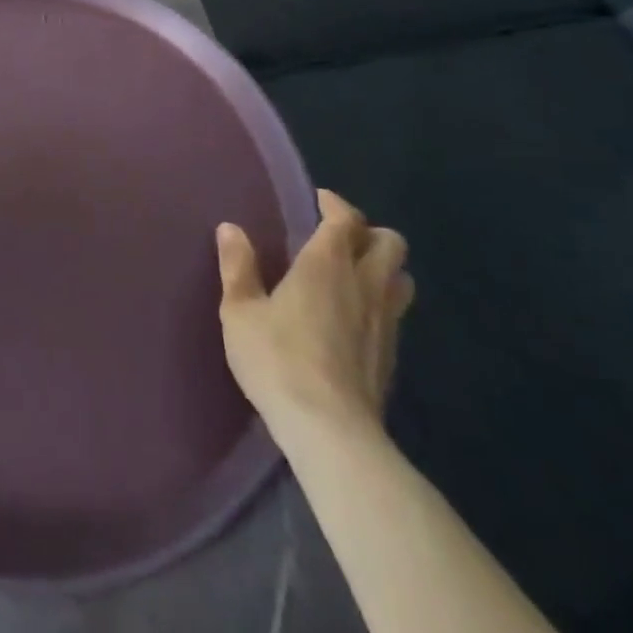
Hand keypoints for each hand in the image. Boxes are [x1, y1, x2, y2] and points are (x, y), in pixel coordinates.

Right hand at [216, 190, 413, 440]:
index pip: (345, 218)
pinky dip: (382, 303)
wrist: (331, 431)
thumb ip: (237, 267)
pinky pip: (396, 313)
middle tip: (341, 237)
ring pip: (402, 278)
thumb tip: (230, 228)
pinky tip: (356, 318)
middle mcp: (364, 283)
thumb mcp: (240, 311)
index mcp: (327, 263)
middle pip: (390, 242)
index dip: (335, 204)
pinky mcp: (391, 356)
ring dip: (384, 268)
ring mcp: (385, 321)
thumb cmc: (278, 359)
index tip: (319, 201)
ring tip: (356, 274)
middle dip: (370, 232)